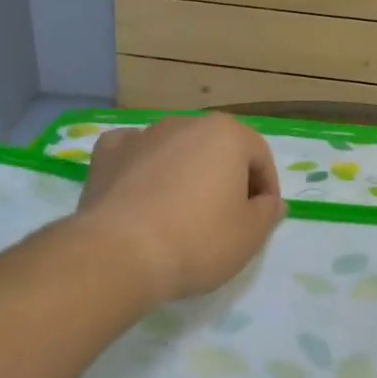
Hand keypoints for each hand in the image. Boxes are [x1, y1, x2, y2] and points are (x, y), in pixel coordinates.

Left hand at [74, 114, 283, 303]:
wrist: (120, 254)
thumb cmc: (198, 241)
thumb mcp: (250, 235)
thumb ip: (267, 212)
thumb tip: (269, 202)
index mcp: (225, 134)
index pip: (259, 156)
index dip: (266, 188)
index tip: (261, 218)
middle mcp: (184, 123)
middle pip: (217, 149)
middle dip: (225, 178)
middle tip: (225, 218)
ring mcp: (142, 135)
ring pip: (175, 151)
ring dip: (185, 174)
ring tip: (181, 214)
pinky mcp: (107, 155)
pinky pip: (134, 156)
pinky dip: (142, 169)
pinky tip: (141, 195)